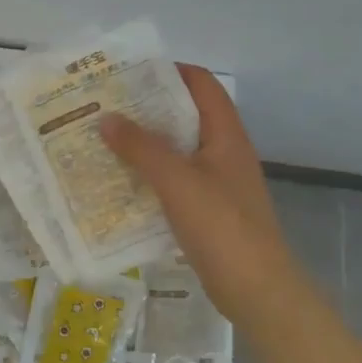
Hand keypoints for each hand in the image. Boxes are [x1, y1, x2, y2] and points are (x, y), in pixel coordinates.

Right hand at [99, 64, 298, 310]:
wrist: (257, 291)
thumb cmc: (222, 227)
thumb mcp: (177, 181)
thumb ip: (141, 147)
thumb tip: (105, 117)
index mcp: (226, 135)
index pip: (202, 84)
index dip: (170, 71)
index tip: (129, 71)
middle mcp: (223, 152)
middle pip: (185, 115)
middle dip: (147, 107)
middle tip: (105, 105)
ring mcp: (217, 182)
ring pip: (177, 149)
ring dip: (145, 142)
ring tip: (104, 138)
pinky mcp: (208, 210)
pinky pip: (174, 179)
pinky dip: (149, 174)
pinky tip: (120, 180)